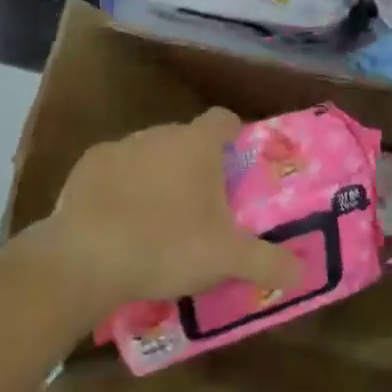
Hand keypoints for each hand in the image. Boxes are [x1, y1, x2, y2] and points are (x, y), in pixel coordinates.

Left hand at [26, 108, 302, 315]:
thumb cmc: (167, 245)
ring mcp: (120, 147)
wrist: (86, 259)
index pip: (224, 120)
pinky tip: (118, 222)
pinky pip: (113, 170)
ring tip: (158, 219)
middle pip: (186, 139)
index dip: (234, 136)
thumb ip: (270, 262)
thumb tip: (306, 271)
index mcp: (197, 145)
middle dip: (195, 164)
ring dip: (157, 175)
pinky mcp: (86, 168)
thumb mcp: (227, 259)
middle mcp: (160, 134)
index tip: (237, 162)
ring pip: (149, 153)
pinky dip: (120, 187)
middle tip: (201, 205)